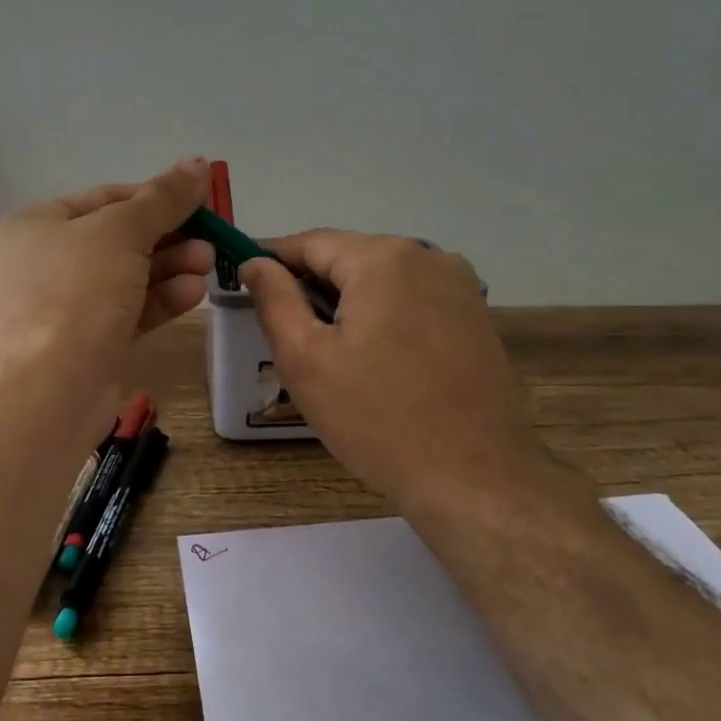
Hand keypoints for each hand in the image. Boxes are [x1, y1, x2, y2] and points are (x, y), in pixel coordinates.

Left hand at [0, 158, 213, 389]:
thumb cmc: (78, 292)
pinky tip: (194, 293)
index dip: (156, 196)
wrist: (53, 387)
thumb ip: (163, 198)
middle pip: (121, 238)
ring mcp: (67, 305)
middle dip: (170, 237)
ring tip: (208, 264)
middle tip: (211, 239)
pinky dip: (161, 299)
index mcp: (38, 224)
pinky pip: (130, 310)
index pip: (107, 198)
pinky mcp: (89, 342)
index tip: (202, 201)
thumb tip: (199, 161)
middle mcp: (48, 261)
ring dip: (171, 267)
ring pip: (129, 276)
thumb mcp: (123, 232)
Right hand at [241, 231, 578, 513]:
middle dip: (311, 285)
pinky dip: (382, 316)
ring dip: (347, 302)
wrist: (473, 478)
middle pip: (350, 257)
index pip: (311, 242)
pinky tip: (372, 358)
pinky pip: (413, 300)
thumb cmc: (377, 419)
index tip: (244, 283)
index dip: (272, 260)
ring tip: (324, 349)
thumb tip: (255, 263)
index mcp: (383, 259)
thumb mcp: (307, 360)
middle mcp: (428, 256)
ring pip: (383, 279)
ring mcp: (460, 286)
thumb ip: (275, 301)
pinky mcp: (476, 317)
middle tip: (281, 328)